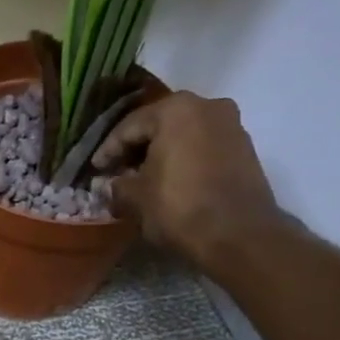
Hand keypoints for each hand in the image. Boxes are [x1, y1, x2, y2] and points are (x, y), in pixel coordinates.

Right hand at [91, 91, 281, 271]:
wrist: (238, 233)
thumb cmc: (179, 208)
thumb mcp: (135, 199)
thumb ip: (117, 185)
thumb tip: (111, 184)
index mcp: (175, 110)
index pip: (129, 126)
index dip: (107, 150)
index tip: (95, 170)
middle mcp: (206, 106)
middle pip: (159, 124)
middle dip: (136, 148)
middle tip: (117, 171)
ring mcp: (230, 124)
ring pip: (183, 134)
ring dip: (161, 153)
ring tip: (143, 178)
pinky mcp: (244, 147)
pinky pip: (203, 146)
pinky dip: (184, 159)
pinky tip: (171, 181)